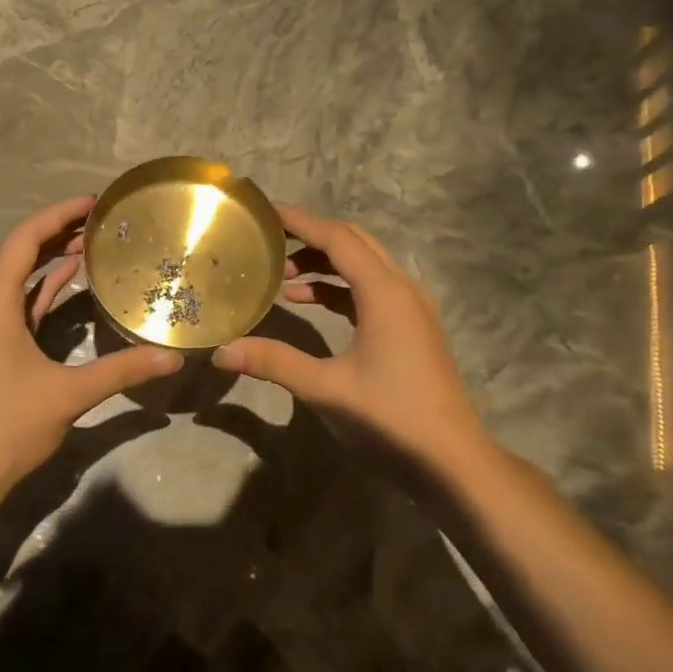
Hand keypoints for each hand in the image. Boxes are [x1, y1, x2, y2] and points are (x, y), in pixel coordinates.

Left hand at [0, 195, 183, 506]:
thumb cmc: (5, 426)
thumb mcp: (68, 394)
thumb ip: (121, 370)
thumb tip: (172, 358)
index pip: (25, 239)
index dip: (59, 215)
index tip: (94, 202)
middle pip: (20, 254)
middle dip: (59, 234)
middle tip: (102, 222)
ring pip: (17, 280)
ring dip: (51, 262)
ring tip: (93, 246)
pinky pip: (15, 305)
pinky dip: (41, 292)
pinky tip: (69, 286)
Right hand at [213, 204, 491, 472]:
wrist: (452, 461)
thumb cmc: (390, 418)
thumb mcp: (325, 389)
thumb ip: (273, 362)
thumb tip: (220, 350)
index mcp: (385, 292)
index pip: (338, 238)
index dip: (300, 220)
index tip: (264, 210)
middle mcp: (402, 289)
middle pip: (354, 243)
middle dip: (311, 237)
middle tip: (268, 240)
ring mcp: (411, 310)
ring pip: (364, 267)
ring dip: (324, 264)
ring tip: (281, 276)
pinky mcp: (411, 329)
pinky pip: (371, 291)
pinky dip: (339, 289)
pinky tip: (309, 302)